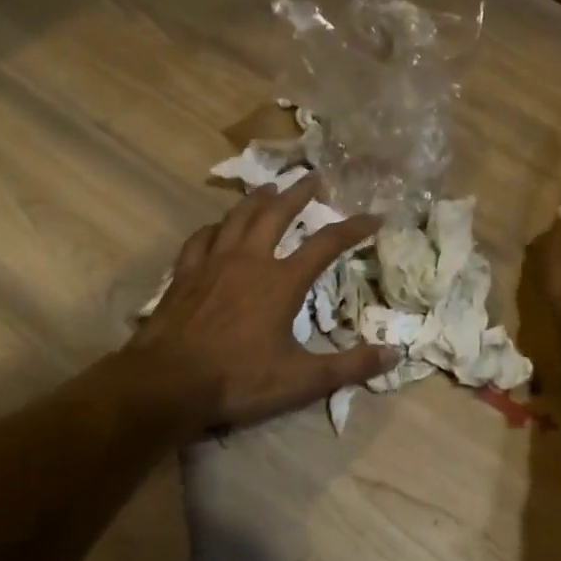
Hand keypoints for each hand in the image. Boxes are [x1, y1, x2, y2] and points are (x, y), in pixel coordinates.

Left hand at [123, 178, 395, 434]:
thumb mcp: (302, 380)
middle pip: (277, 214)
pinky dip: (215, 227)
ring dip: (257, 199)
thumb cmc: (238, 379)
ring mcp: (213, 263)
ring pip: (238, 217)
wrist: (167, 384)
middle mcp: (249, 260)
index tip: (375, 216)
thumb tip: (394, 354)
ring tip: (270, 186)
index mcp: (281, 281)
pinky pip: (201, 239)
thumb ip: (349, 366)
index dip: (353, 228)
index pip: (326, 244)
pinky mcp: (185, 274)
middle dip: (299, 193)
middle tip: (314, 177)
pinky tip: (217, 227)